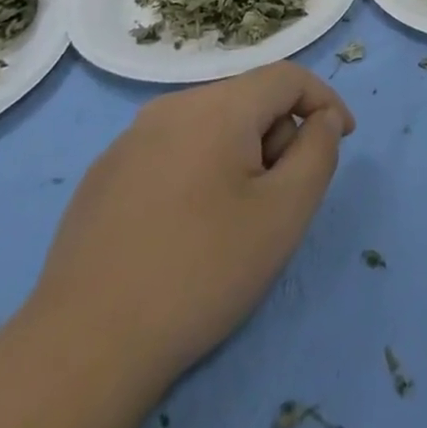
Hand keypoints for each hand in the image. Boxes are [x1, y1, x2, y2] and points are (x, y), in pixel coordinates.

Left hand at [23, 62, 354, 383]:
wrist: (83, 350)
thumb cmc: (200, 272)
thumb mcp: (285, 213)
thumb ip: (319, 152)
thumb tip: (322, 121)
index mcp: (216, 106)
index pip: (287, 76)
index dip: (324, 101)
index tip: (343, 140)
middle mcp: (170, 107)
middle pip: (248, 100)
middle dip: (278, 137)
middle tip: (281, 199)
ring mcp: (128, 141)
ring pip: (209, 126)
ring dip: (240, 155)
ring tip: (234, 220)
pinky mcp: (102, 177)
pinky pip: (171, 152)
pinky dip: (198, 172)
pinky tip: (185, 230)